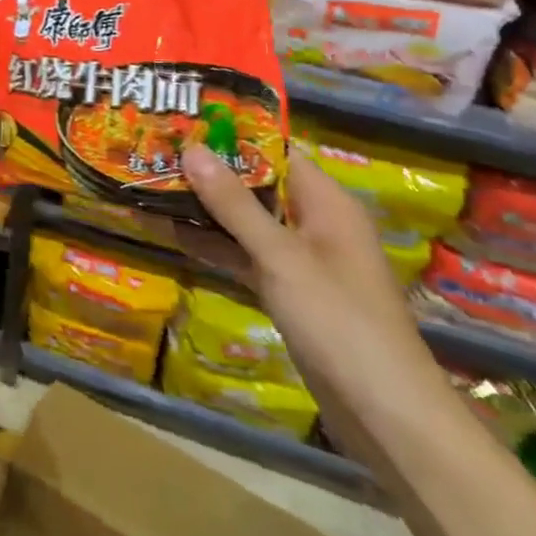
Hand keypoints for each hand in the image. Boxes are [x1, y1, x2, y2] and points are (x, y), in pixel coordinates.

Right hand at [180, 145, 452, 459]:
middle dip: (209, 170)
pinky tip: (170, 232)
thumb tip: (191, 149)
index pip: (275, 150)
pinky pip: (244, 255)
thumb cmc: (340, 322)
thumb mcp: (281, 257)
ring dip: (205, 208)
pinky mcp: (287, 291)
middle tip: (154, 150)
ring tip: (151, 183)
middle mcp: (314, 222)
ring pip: (245, 221)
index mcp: (326, 202)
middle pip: (256, 183)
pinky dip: (213, 245)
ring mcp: (300, 259)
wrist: (385, 416)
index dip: (231, 133)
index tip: (182, 119)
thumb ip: (235, 204)